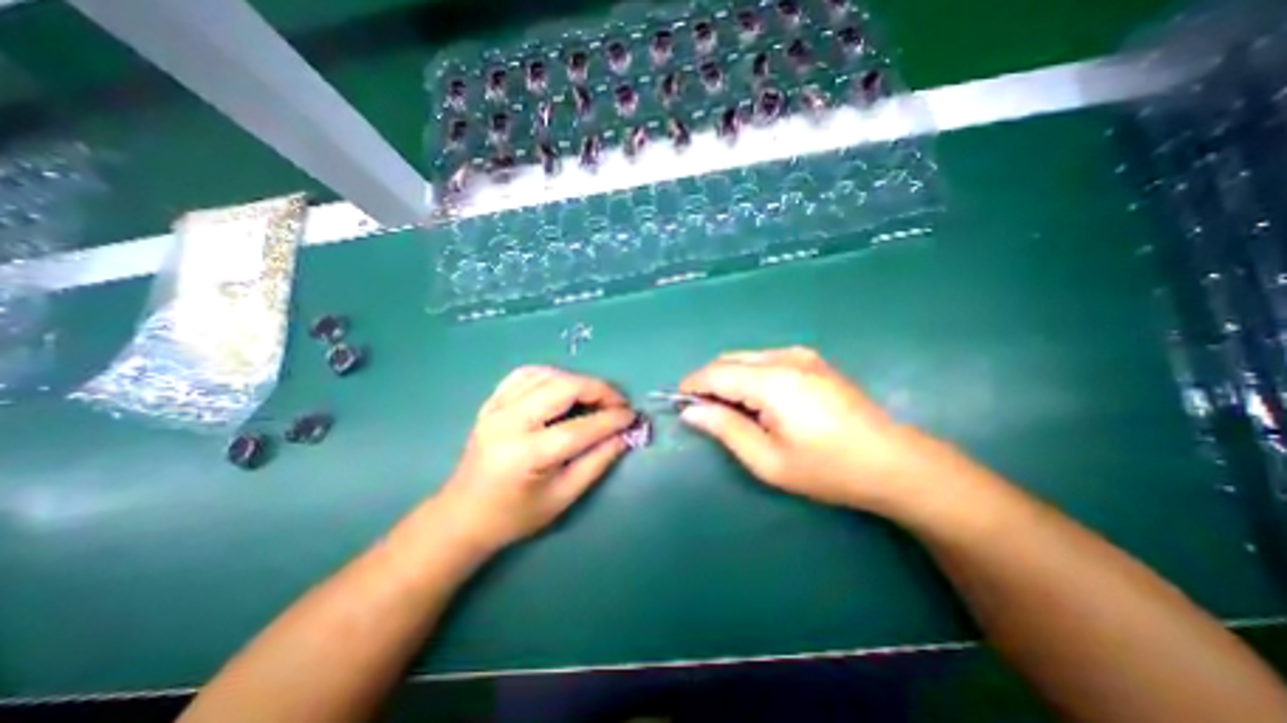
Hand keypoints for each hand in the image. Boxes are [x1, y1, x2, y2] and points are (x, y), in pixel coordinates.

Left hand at [434, 365, 635, 549]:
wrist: (463, 514)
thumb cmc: (515, 515)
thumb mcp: (563, 497)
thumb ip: (597, 462)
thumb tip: (624, 435)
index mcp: (526, 456)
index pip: (579, 428)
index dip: (611, 419)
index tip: (632, 416)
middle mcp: (508, 424)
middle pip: (562, 388)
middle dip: (598, 390)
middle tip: (617, 403)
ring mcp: (496, 409)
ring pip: (546, 375)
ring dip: (577, 380)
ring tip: (595, 397)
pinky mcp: (491, 403)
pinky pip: (525, 374)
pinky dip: (551, 375)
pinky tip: (564, 386)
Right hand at [679, 343, 941, 511]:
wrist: (893, 462)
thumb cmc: (828, 468)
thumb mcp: (768, 460)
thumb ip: (725, 428)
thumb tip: (691, 411)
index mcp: (773, 381)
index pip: (716, 373)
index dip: (692, 385)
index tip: (680, 403)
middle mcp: (785, 358)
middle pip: (729, 360)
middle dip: (710, 382)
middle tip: (707, 413)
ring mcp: (801, 355)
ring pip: (746, 358)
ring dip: (729, 378)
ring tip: (733, 411)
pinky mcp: (812, 360)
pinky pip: (765, 360)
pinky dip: (749, 375)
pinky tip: (760, 401)